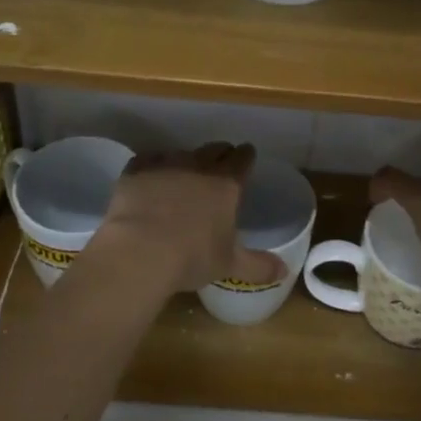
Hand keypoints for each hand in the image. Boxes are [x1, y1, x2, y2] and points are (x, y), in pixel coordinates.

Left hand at [98, 143, 286, 295]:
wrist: (139, 252)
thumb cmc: (192, 258)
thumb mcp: (229, 264)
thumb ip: (258, 265)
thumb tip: (284, 272)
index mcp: (226, 184)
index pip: (242, 159)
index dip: (246, 156)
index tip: (247, 156)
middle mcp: (198, 166)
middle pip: (214, 149)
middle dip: (220, 154)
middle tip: (220, 164)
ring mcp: (166, 164)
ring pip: (181, 152)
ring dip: (186, 161)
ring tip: (184, 175)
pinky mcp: (136, 170)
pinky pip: (149, 159)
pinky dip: (153, 165)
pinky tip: (151, 177)